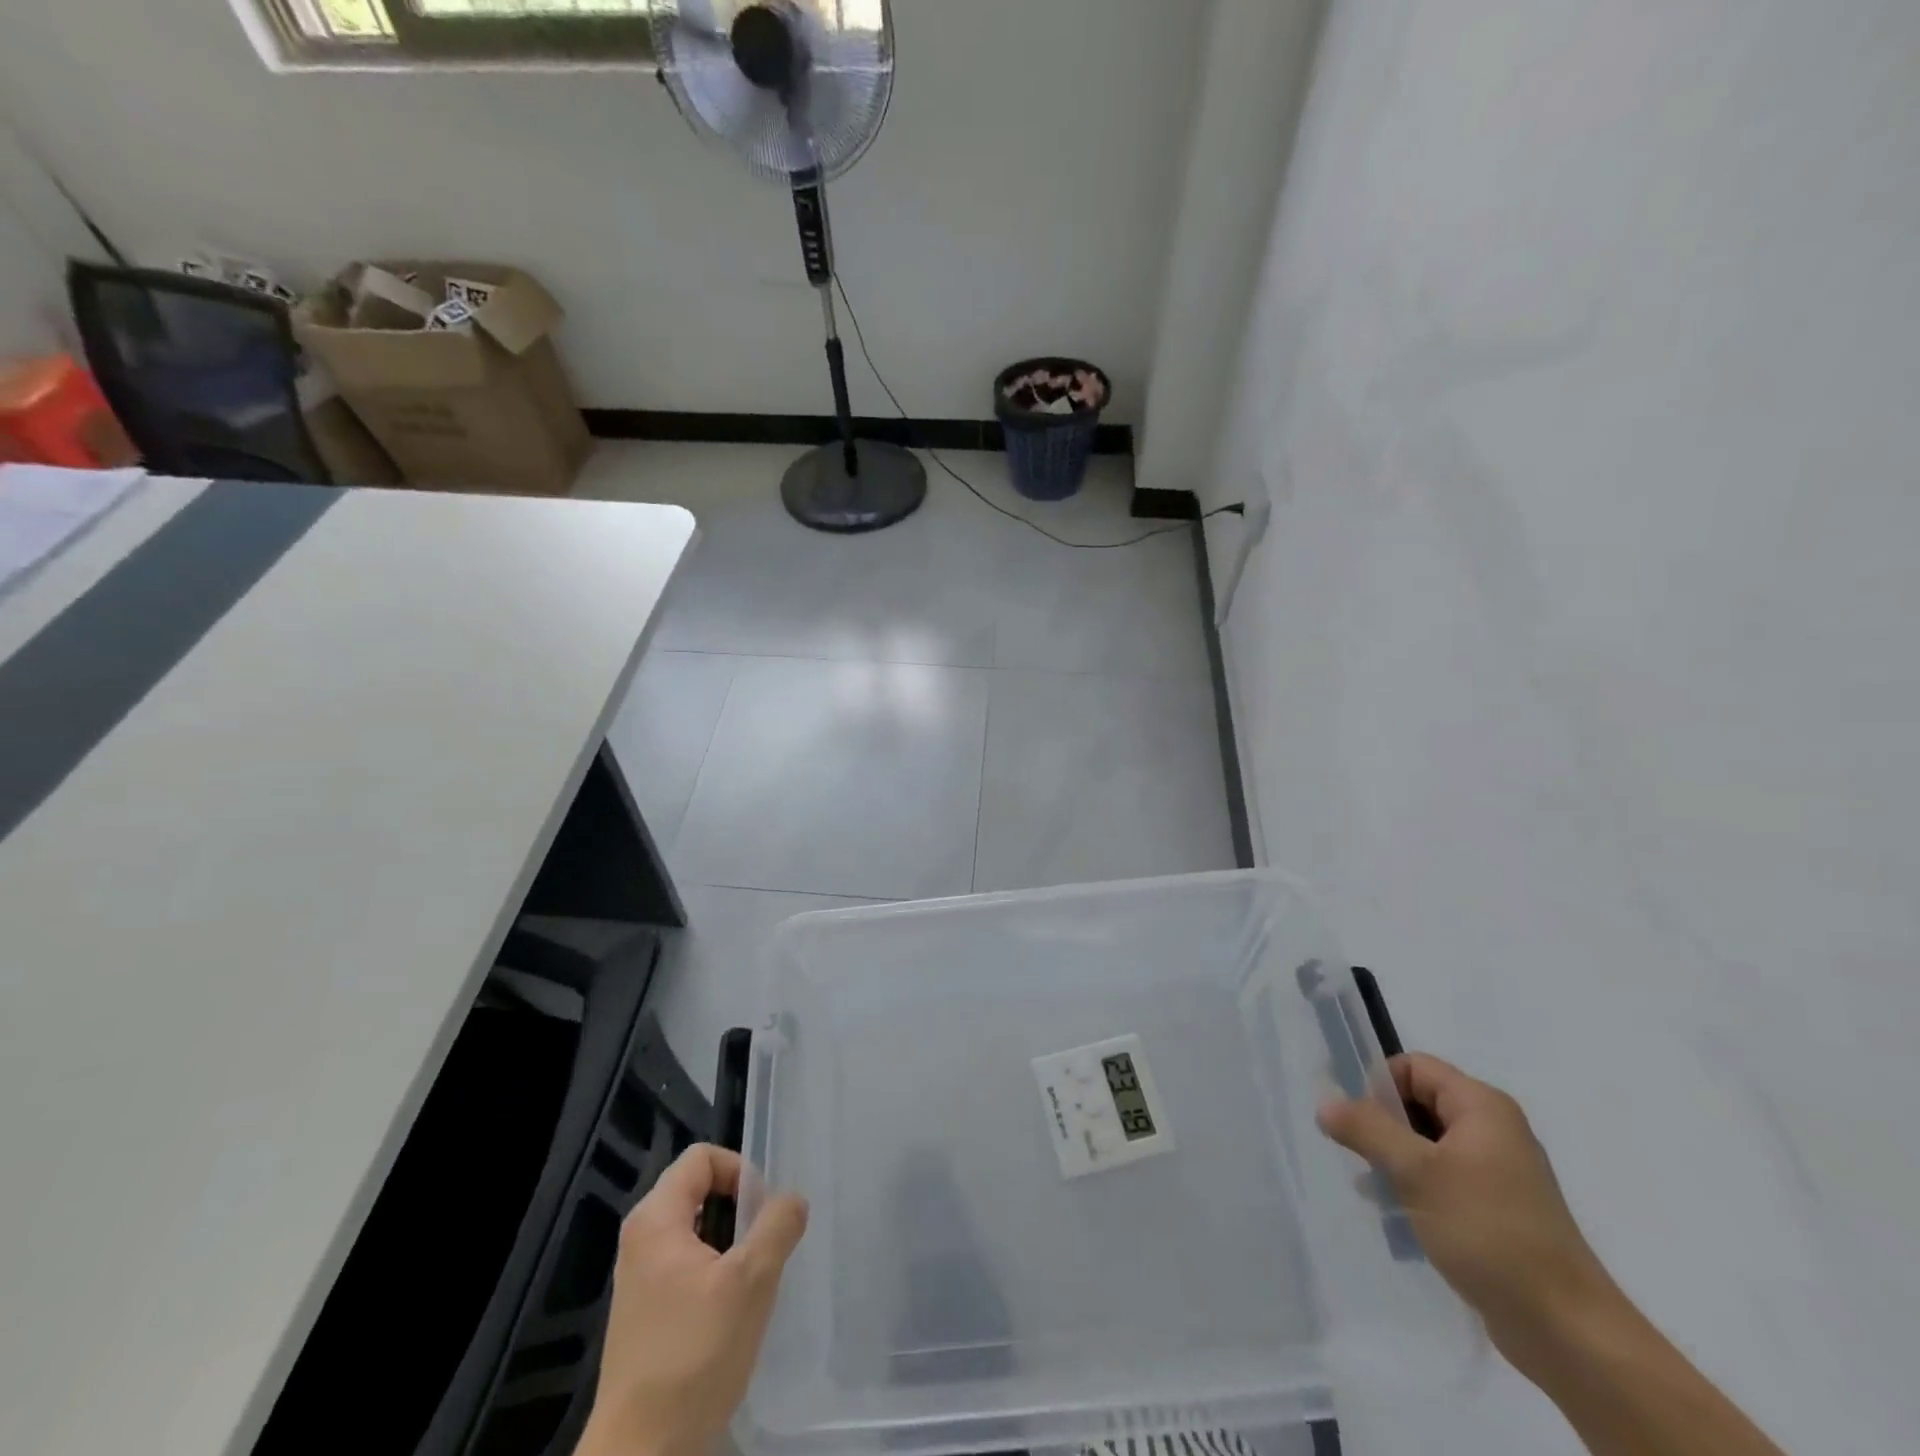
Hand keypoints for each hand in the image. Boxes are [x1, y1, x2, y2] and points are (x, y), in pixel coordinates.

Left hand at [578, 1145, 808, 1455]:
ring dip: (730, 1243)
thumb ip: (778, 1226)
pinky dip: (714, 1272)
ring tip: (753, 1279)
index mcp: (656, 1219)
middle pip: (698, 1190)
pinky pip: (686, 1264)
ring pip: (696, 1230)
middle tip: (764, 1244)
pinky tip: (732, 1311)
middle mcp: (641, 1239)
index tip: (763, 1211)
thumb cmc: (695, 1356)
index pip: (701, 1157)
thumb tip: (792, 1199)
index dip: (739, 1171)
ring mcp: (639, 1278)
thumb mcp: (751, 1281)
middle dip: (739, 1209)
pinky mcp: (645, 1313)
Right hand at [1317, 1054, 1620, 1363]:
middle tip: (1358, 1156)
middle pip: (1418, 1103)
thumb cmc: (1488, 1231)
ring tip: (1372, 1189)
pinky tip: (1395, 1214)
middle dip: (1382, 1125)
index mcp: (1482, 1107)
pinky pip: (1442, 1179)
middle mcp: (1493, 1130)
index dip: (1378, 1084)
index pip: (1414, 1067)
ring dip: (1394, 1159)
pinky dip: (1415, 1188)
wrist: (1566, 1330)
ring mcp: (1497, 1172)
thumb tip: (1326, 1103)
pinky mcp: (1496, 1210)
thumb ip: (1367, 1129)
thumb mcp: (1416, 1172)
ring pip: (1426, 1144)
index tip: (1353, 1119)